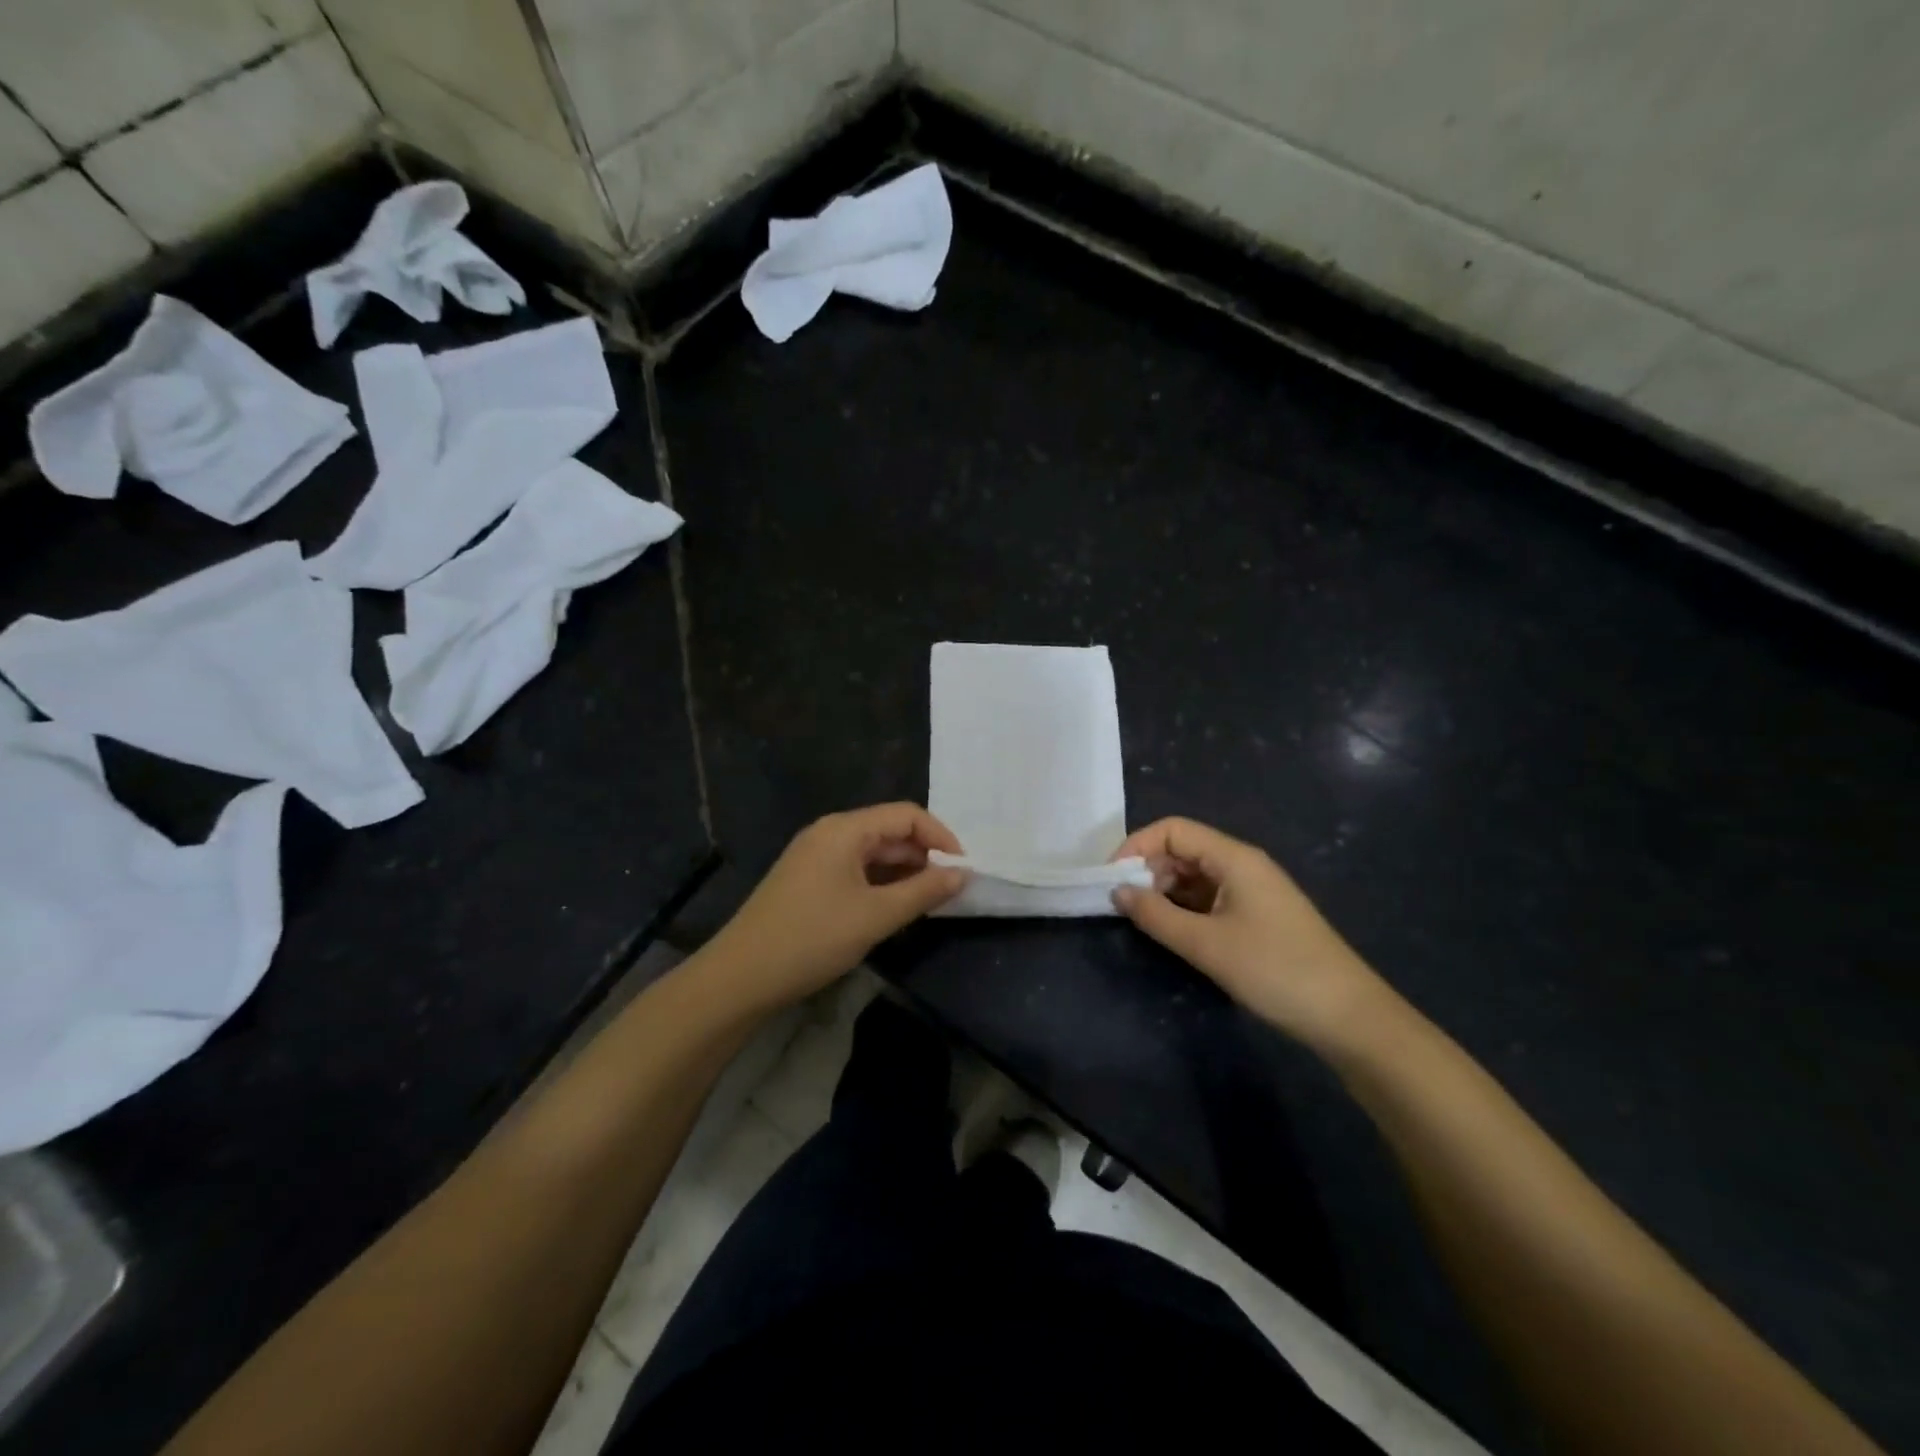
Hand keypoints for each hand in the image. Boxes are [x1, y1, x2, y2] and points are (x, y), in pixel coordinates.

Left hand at [706, 803, 967, 1011]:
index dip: (940, 837)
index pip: (906, 815)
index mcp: (844, 829)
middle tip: (949, 890)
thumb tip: (963, 874)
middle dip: (923, 856)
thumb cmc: (812, 938)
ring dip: (903, 872)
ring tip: (927, 902)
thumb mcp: (876, 916)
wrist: (741, 976)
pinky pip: (855, 870)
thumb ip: (924, 892)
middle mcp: (829, 833)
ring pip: (872, 853)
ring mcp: (815, 856)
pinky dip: (880, 884)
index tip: (962, 870)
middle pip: (889, 831)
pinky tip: (893, 908)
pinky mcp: (807, 880)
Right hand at [1112, 817, 1394, 1054]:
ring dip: (1165, 891)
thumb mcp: (1206, 944)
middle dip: (1148, 869)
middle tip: (1124, 905)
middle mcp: (1243, 864)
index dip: (1137, 846)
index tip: (1111, 879)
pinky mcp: (1258, 915)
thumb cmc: (1275, 970)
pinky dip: (1185, 907)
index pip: (1173, 829)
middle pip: (1183, 848)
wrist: (1348, 1017)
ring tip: (1144, 920)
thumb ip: (1156, 915)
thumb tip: (1117, 891)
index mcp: (1235, 858)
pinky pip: (1210, 897)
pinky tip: (1174, 931)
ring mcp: (1253, 890)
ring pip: (1195, 874)